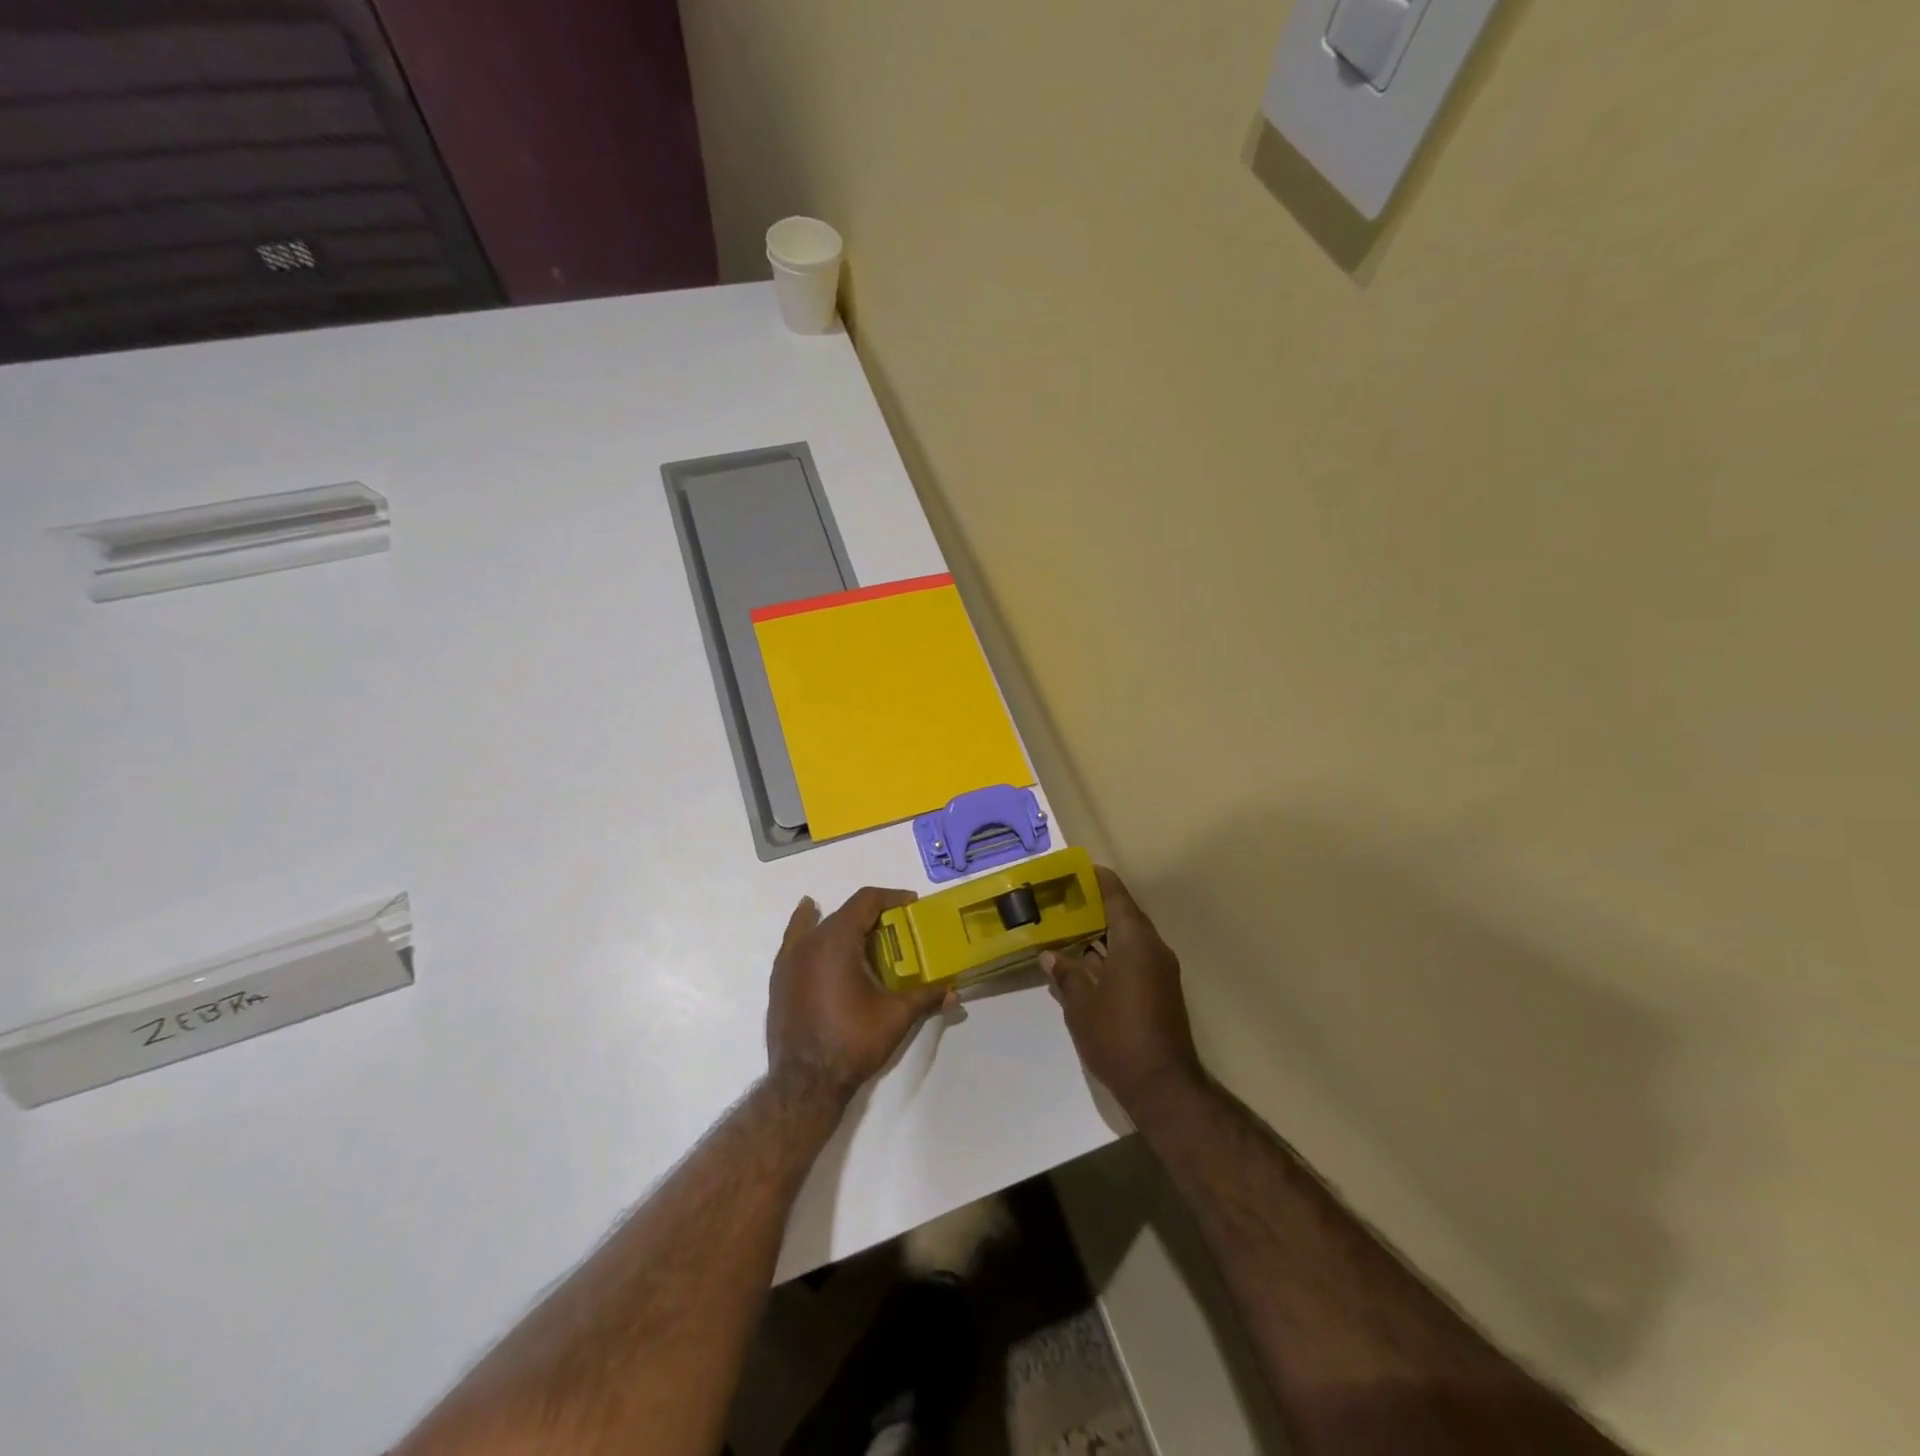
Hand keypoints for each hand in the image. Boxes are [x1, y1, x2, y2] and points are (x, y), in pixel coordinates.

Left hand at [767, 887, 946, 1103]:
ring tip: (863, 931)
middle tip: (897, 930)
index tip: (912, 904)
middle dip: (872, 915)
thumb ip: (926, 997)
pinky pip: (796, 940)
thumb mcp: (896, 1016)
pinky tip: (810, 921)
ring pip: (819, 925)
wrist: (805, 1083)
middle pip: (844, 913)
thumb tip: (954, 992)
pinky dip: (806, 926)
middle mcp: (810, 941)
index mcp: (837, 940)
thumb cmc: (852, 1041)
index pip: (866, 901)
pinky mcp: (780, 978)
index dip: (891, 897)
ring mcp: (790, 959)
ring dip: (843, 922)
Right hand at [1041, 866, 1201, 1107]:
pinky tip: (1085, 963)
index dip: (1098, 879)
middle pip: (1124, 915)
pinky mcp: (1161, 992)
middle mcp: (1153, 948)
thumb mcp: (1081, 1004)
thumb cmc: (1117, 1035)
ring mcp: (1160, 972)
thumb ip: (1066, 973)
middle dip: (1095, 906)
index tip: (1078, 868)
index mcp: (1135, 941)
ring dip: (1102, 933)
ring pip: (1129, 940)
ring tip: (1069, 928)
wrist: (1162, 1085)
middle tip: (1064, 899)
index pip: (1116, 896)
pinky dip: (1111, 954)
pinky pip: (1134, 959)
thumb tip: (1051, 955)